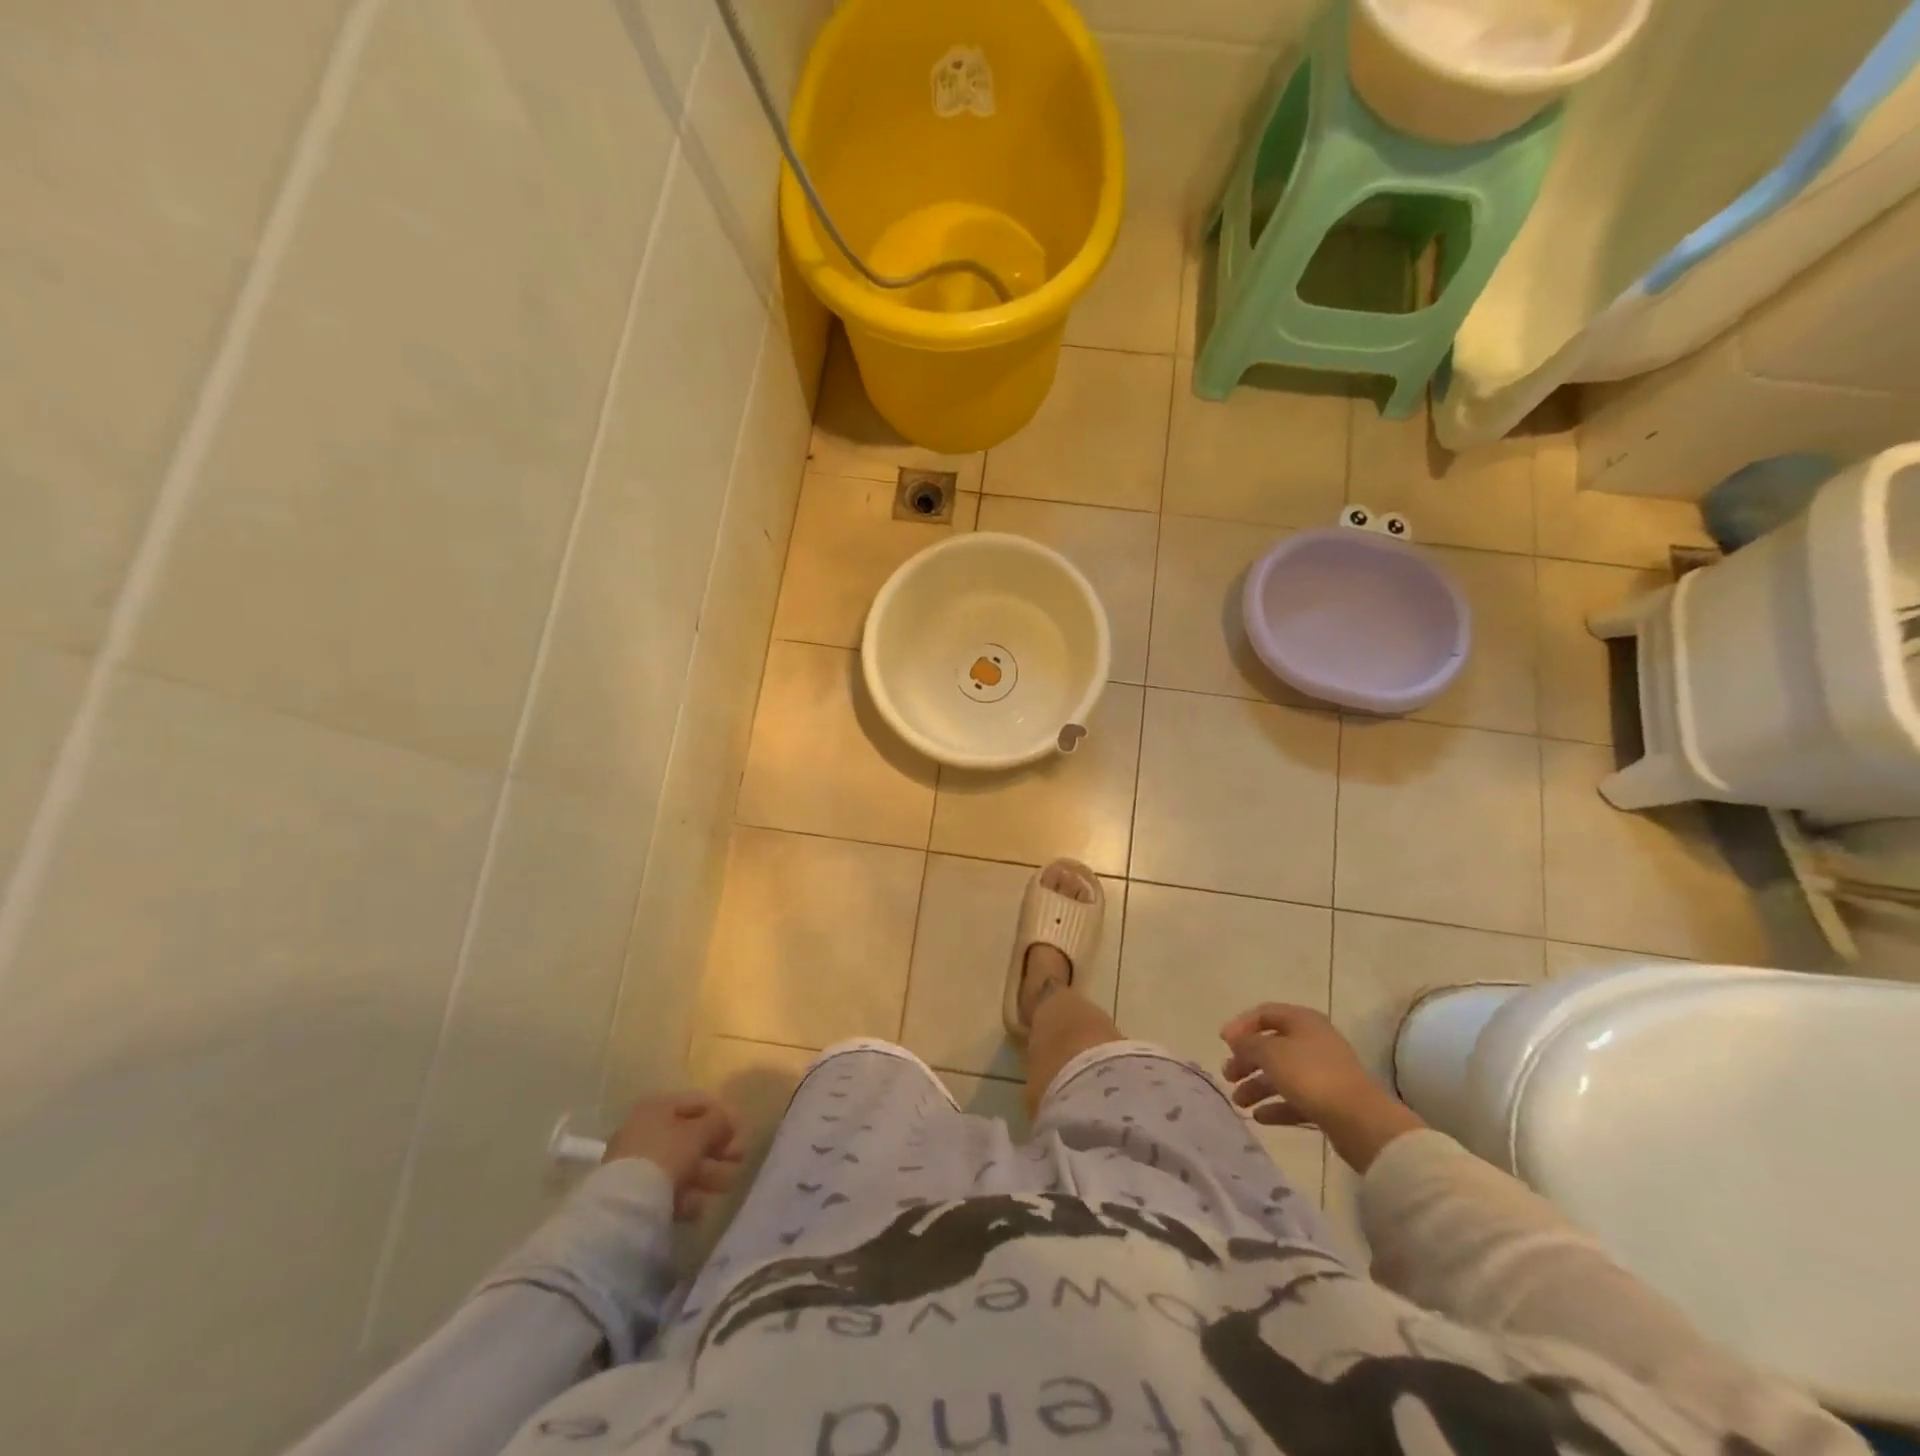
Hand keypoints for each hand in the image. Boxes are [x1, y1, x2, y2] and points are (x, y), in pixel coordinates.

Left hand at [603, 1093, 743, 1221]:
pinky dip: (686, 1196)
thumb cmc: (666, 1155)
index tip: (742, 1134)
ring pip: (682, 1164)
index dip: (724, 1116)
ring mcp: (638, 1162)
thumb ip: (718, 1122)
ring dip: (708, 1174)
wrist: (625, 1205)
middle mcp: (646, 1129)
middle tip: (739, 1161)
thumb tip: (725, 1120)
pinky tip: (697, 1207)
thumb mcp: (699, 1132)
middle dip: (718, 1150)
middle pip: (691, 1136)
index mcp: (658, 1106)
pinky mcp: (634, 1192)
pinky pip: (667, 1188)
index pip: (699, 1103)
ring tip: (725, 1187)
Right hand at [1220, 1003, 1424, 1172]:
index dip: (1241, 1025)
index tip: (1223, 1043)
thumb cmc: (1310, 1075)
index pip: (1264, 1013)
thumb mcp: (1270, 1052)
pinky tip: (1259, 1117)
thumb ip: (1247, 1043)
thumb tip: (1235, 1039)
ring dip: (1257, 1086)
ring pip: (1282, 1074)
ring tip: (1239, 1102)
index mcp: (1302, 1021)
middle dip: (1247, 1060)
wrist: (1360, 1121)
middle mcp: (1313, 1041)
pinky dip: (1276, 1105)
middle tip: (1228, 1075)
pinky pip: (1295, 1099)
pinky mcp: (1329, 1101)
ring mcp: (1323, 1072)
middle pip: (1271, 1046)